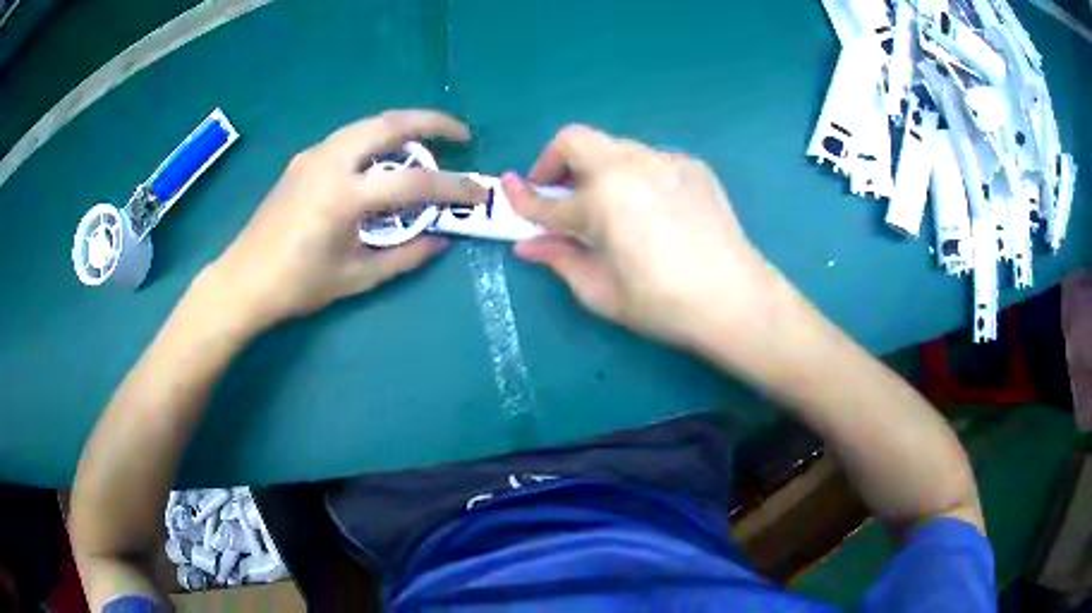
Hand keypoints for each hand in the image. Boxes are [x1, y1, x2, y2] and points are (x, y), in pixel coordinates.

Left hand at [204, 110, 487, 331]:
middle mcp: (330, 162)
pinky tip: (385, 157)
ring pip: (369, 123)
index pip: (412, 183)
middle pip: (390, 123)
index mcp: (343, 196)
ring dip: (404, 125)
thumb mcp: (356, 277)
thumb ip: (404, 256)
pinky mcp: (304, 159)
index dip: (452, 186)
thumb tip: (440, 240)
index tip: (478, 191)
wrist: (243, 279)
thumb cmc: (297, 285)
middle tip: (461, 135)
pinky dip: (377, 137)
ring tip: (429, 140)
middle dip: (432, 122)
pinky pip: (350, 136)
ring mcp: (314, 155)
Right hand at [503, 125, 777, 348]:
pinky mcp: (691, 165)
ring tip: (608, 205)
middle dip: (554, 162)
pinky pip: (649, 159)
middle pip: (574, 139)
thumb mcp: (602, 292)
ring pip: (613, 147)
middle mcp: (629, 166)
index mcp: (602, 201)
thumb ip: (560, 259)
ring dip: (596, 168)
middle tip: (558, 194)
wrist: (736, 299)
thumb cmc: (664, 304)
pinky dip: (634, 175)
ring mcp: (664, 160)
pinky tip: (651, 208)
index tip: (507, 191)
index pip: (547, 199)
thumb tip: (527, 245)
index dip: (522, 199)